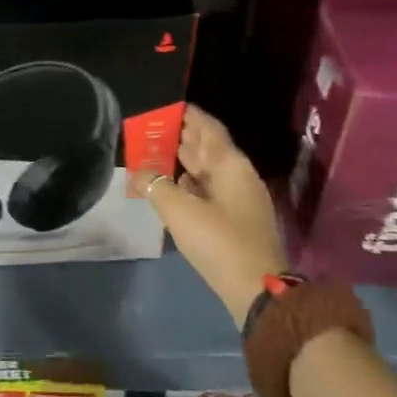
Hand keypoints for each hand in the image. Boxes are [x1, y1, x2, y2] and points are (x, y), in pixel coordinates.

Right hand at [130, 105, 287, 325]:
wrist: (258, 292)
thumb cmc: (219, 241)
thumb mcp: (179, 211)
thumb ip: (155, 186)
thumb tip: (139, 173)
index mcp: (231, 165)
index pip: (208, 128)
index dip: (188, 114)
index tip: (166, 105)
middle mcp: (238, 176)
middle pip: (208, 148)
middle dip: (181, 136)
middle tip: (152, 127)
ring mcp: (240, 200)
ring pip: (208, 170)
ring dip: (183, 160)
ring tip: (154, 152)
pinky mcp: (236, 221)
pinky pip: (209, 190)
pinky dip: (190, 183)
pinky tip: (171, 186)